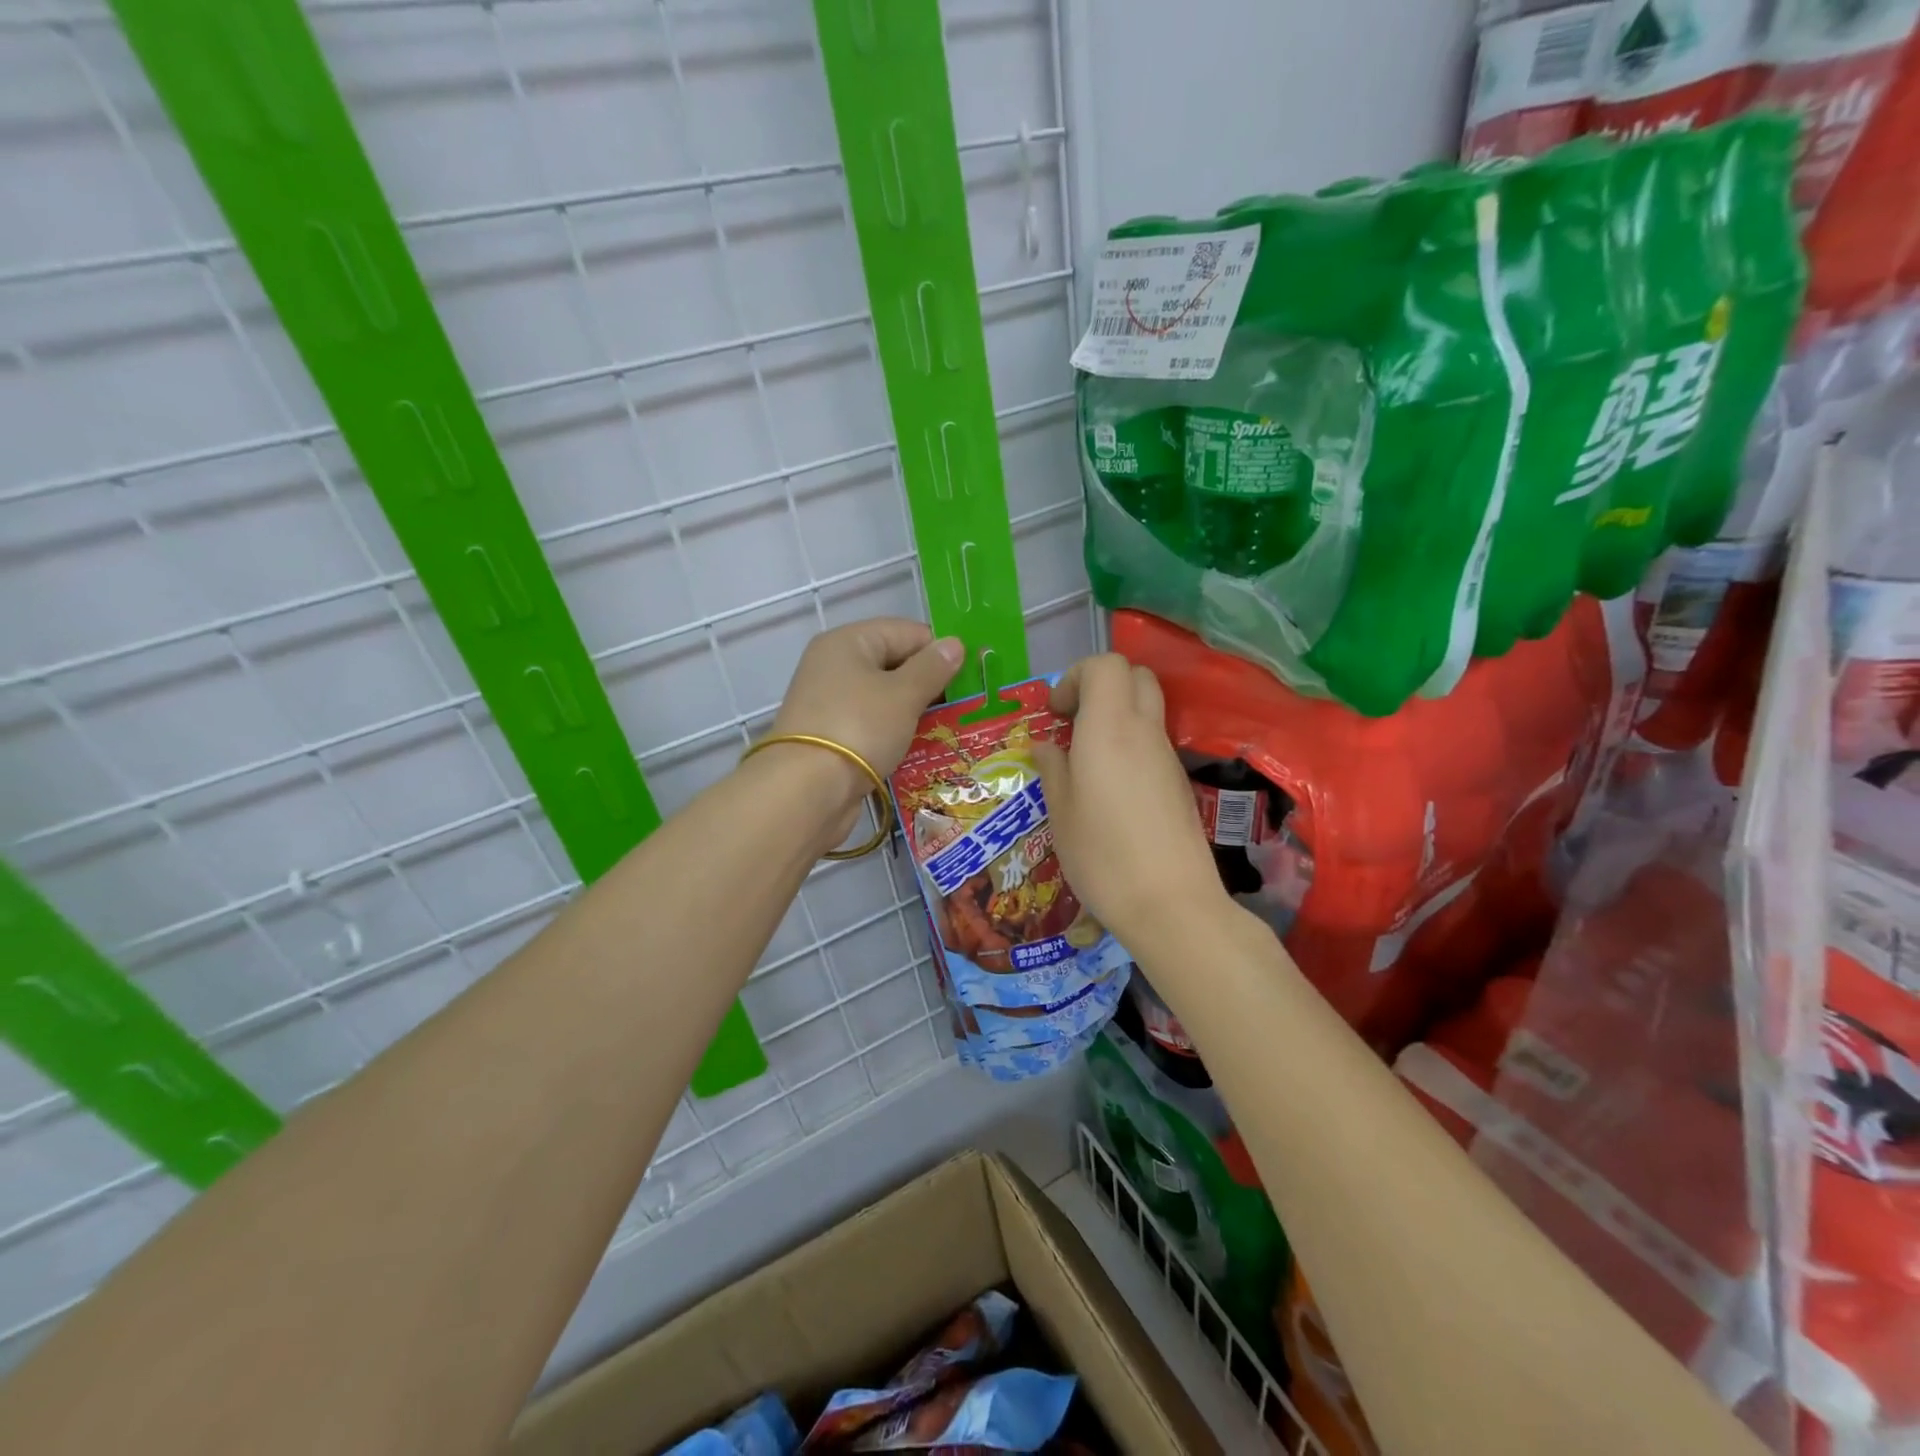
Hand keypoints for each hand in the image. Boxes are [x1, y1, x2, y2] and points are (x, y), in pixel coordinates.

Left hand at [764, 618, 964, 840]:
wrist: (806, 791)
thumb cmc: (859, 728)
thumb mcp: (903, 695)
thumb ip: (932, 668)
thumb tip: (955, 644)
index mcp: (848, 642)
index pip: (906, 632)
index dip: (940, 650)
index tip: (972, 675)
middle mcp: (835, 666)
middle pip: (894, 664)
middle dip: (930, 684)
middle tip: (967, 705)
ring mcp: (830, 703)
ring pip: (885, 698)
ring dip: (916, 712)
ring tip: (951, 728)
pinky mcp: (832, 737)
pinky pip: (873, 725)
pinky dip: (896, 733)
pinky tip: (922, 748)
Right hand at [1029, 654, 1229, 955]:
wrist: (1171, 903)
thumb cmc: (1102, 854)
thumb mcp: (1060, 812)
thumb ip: (1052, 769)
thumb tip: (1046, 747)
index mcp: (1110, 727)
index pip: (1107, 665)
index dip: (1076, 675)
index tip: (1056, 712)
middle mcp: (1144, 731)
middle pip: (1134, 676)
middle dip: (1101, 685)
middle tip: (1073, 721)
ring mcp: (1167, 757)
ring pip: (1147, 708)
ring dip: (1116, 716)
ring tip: (1086, 758)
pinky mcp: (1179, 783)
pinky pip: (1153, 741)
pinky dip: (1130, 744)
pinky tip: (1110, 787)